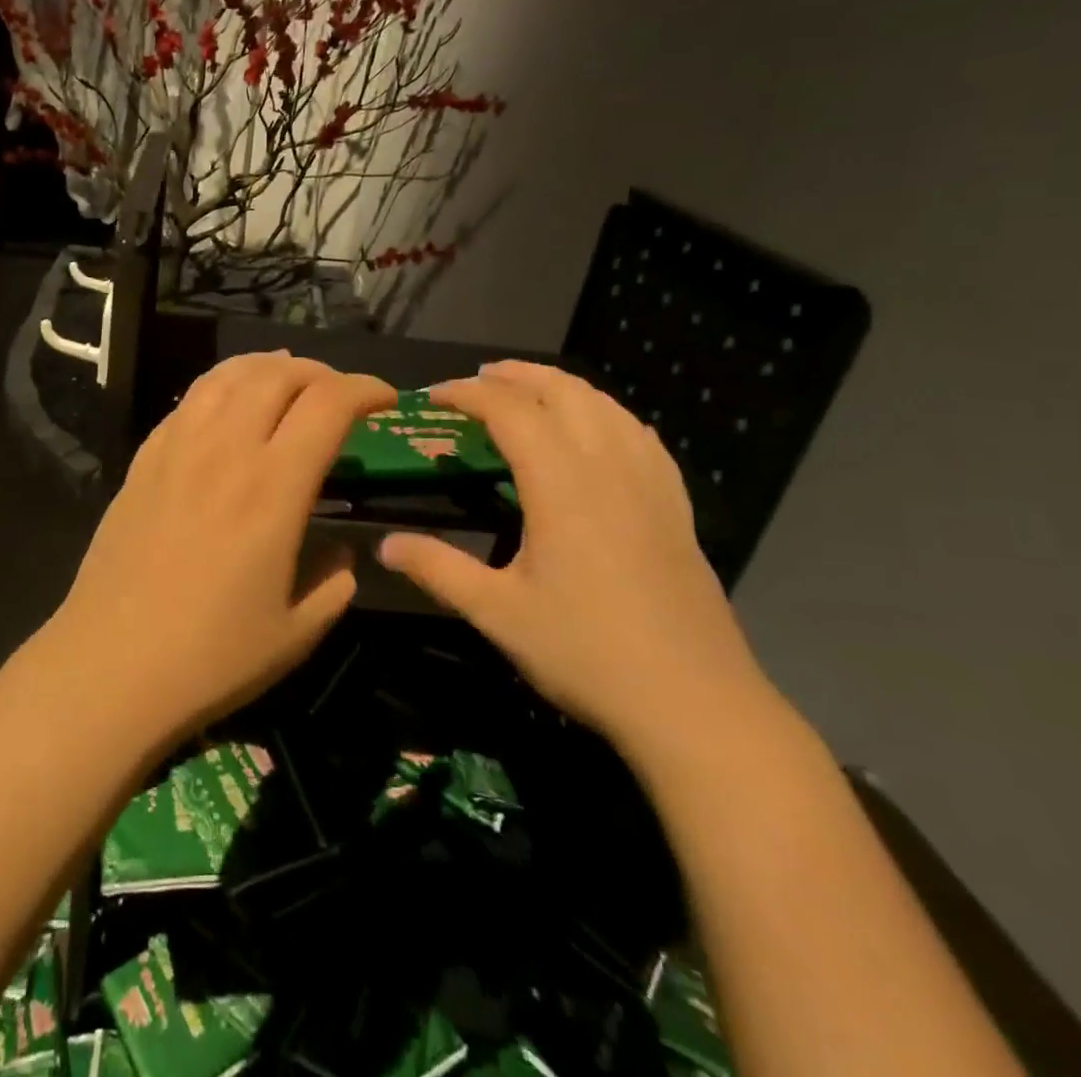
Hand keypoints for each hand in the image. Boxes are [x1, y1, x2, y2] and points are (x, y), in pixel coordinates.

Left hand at [41, 352, 394, 748]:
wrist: (109, 667)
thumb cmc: (210, 658)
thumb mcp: (297, 633)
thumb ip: (334, 582)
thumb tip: (341, 553)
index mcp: (273, 488)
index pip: (328, 404)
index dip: (365, 389)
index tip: (387, 400)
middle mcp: (225, 451)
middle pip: (276, 375)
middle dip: (320, 371)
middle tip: (338, 394)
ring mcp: (176, 450)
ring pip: (226, 376)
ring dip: (266, 367)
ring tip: (287, 378)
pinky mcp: (142, 461)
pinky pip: (187, 402)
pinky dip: (220, 386)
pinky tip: (227, 405)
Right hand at [377, 361, 769, 753]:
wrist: (695, 706)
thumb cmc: (587, 653)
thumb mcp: (497, 613)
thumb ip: (438, 569)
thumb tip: (384, 545)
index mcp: (561, 485)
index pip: (510, 411)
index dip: (467, 394)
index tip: (432, 396)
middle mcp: (608, 468)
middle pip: (563, 392)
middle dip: (516, 375)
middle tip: (477, 379)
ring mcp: (651, 486)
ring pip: (606, 407)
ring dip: (562, 386)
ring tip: (529, 389)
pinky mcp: (677, 509)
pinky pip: (641, 437)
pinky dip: (607, 414)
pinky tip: (600, 430)